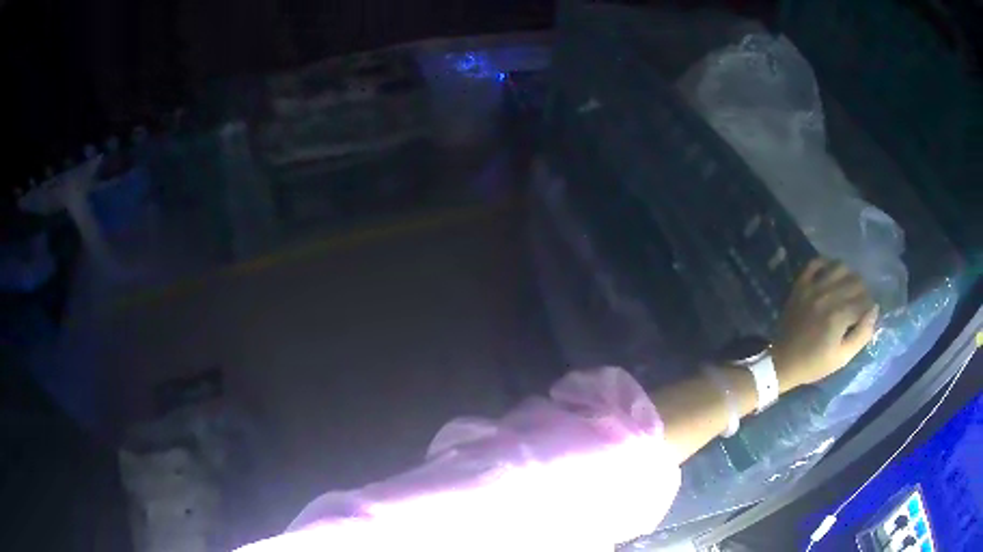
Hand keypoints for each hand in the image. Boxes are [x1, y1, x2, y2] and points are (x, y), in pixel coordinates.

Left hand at [772, 258, 878, 391]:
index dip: (870, 309)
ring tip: (848, 289)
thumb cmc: (814, 364)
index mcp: (839, 316)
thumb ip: (862, 334)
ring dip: (848, 275)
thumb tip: (874, 311)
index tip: (866, 317)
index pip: (865, 301)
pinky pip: (815, 262)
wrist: (783, 362)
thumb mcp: (842, 357)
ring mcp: (813, 287)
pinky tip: (831, 276)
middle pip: (856, 281)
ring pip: (840, 266)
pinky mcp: (800, 284)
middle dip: (862, 292)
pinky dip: (826, 264)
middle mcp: (828, 295)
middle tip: (858, 305)